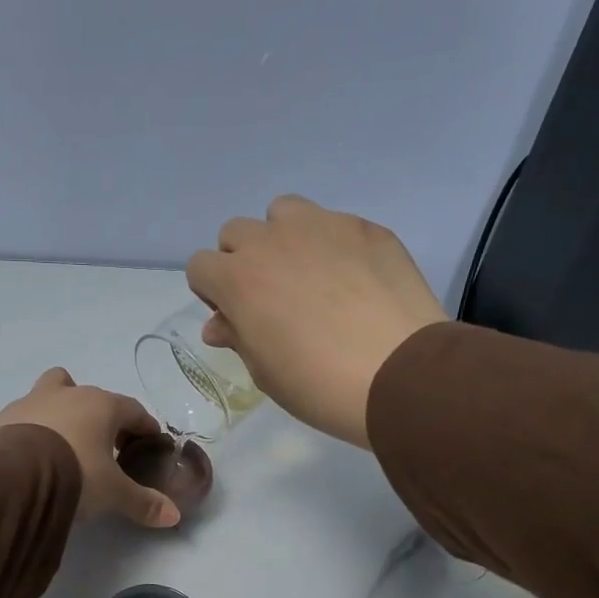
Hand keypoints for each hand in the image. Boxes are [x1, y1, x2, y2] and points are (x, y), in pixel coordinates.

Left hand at [0, 369, 181, 527]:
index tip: (149, 444)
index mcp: (102, 405)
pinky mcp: (3, 418)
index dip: (144, 427)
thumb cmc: (76, 474)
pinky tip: (32, 456)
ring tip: (63, 446)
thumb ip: (143, 502)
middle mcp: (68, 394)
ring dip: (61, 414)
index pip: (133, 410)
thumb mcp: (113, 493)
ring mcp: (31, 401)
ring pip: (52, 395)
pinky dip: (32, 431)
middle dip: (101, 417)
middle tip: (105, 447)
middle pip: (91, 395)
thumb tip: (174, 516)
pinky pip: (24, 418)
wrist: (13, 476)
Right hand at [186, 196, 447, 449]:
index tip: (234, 315)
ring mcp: (322, 226)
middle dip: (242, 260)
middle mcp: (272, 241)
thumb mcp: (265, 372)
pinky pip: (333, 224)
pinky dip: (330, 245)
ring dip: (283, 239)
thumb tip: (220, 324)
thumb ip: (238, 337)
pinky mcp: (364, 227)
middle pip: (236, 232)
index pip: (200, 266)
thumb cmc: (318, 384)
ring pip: (283, 213)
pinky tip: (353, 281)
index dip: (212, 292)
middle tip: (270, 297)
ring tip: (308, 275)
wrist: (398, 374)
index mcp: (238, 280)